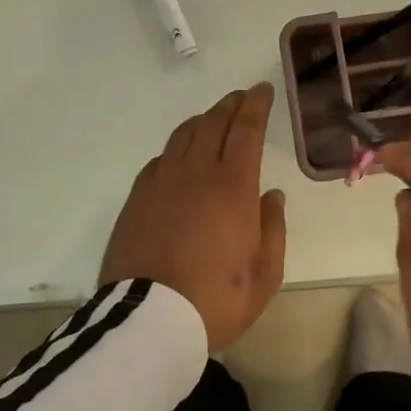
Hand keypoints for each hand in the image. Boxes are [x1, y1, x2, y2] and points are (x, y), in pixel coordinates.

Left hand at [100, 82, 286, 351]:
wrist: (147, 321)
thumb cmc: (215, 300)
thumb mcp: (264, 274)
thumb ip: (272, 228)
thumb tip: (271, 195)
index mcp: (232, 186)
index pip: (246, 129)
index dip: (256, 104)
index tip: (263, 89)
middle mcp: (196, 173)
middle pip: (213, 122)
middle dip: (231, 104)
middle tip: (243, 97)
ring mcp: (161, 183)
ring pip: (184, 135)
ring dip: (204, 120)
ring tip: (215, 119)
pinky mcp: (137, 198)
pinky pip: (161, 159)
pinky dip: (178, 148)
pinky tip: (181, 157)